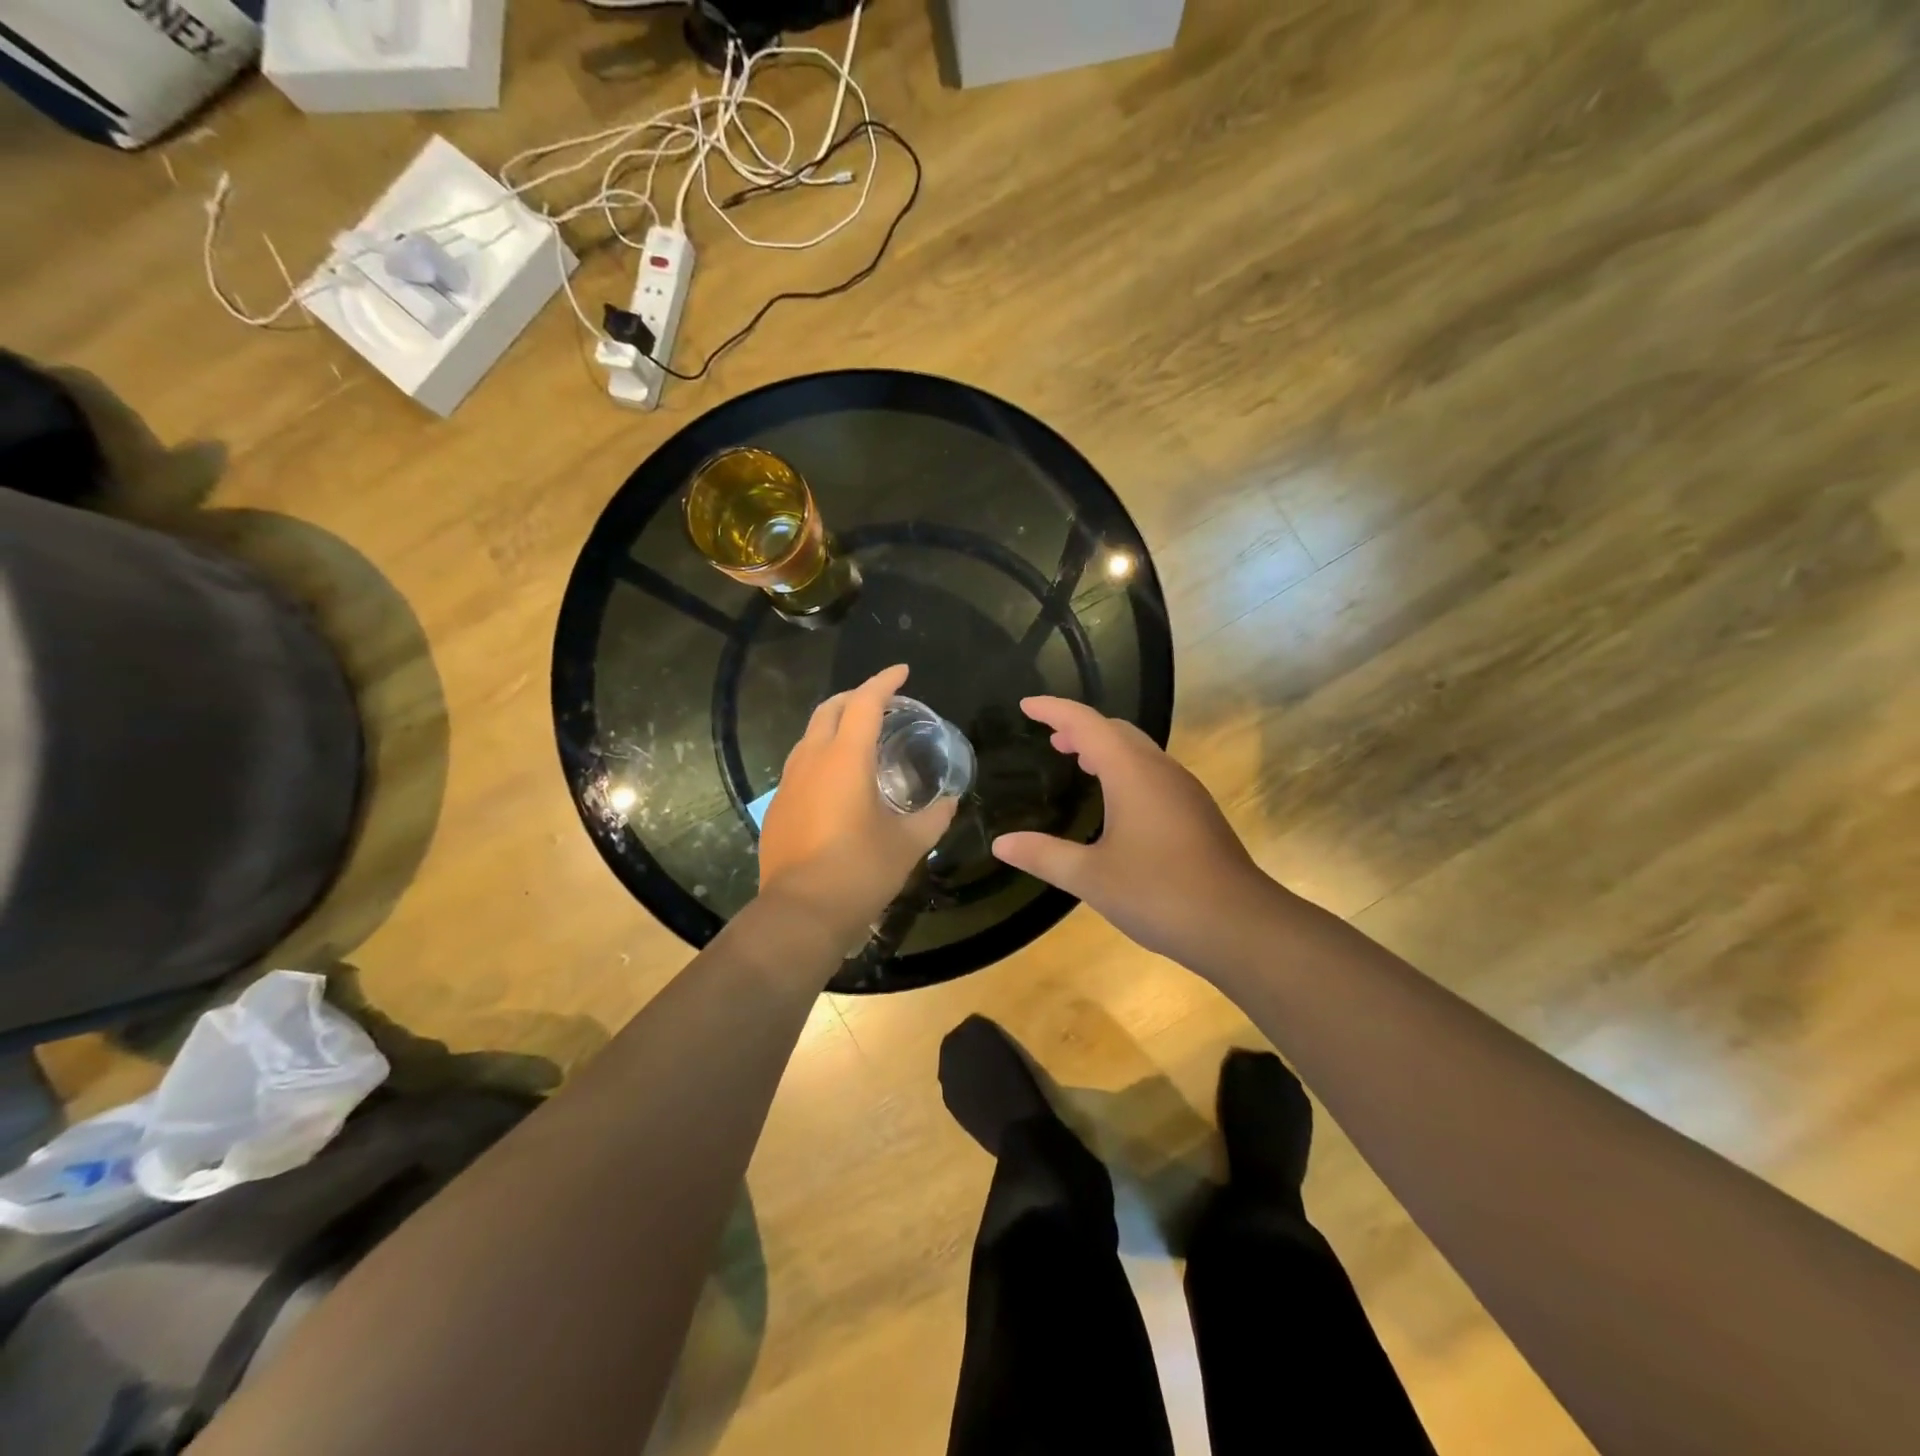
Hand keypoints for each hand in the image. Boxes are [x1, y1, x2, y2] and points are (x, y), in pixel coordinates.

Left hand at [759, 665, 956, 939]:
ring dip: (834, 723)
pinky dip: (822, 753)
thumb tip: (950, 801)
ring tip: (860, 736)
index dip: (884, 682)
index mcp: (846, 759)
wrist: (800, 913)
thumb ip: (935, 816)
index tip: (903, 672)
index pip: (864, 702)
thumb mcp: (909, 844)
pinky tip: (838, 779)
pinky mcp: (778, 806)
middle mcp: (812, 760)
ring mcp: (789, 782)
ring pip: (810, 735)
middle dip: (855, 696)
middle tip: (882, 702)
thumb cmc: (860, 871)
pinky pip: (801, 763)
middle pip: (829, 708)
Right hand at [991, 697, 1277, 965]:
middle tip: (1051, 738)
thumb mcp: (1091, 877)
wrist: (1239, 924)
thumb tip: (1001, 843)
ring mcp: (1184, 791)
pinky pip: (1153, 773)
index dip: (1054, 709)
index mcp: (1132, 773)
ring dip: (1105, 748)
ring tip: (1078, 761)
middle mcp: (1160, 771)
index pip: (1087, 723)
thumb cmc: (1159, 893)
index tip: (1027, 706)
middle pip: (1117, 730)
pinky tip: (1116, 801)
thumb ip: (1044, 855)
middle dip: (1081, 727)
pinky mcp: (1197, 813)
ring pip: (1139, 751)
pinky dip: (1125, 770)